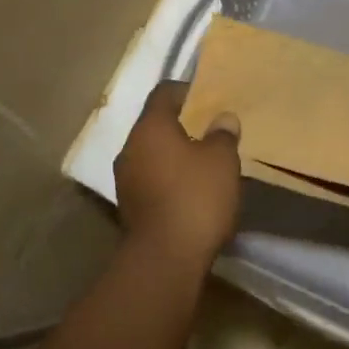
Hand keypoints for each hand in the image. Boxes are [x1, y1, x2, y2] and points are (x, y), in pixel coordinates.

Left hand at [114, 81, 242, 268]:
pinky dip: (168, 178)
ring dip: (174, 154)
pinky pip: (150, 179)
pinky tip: (190, 190)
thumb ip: (223, 134)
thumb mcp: (222, 161)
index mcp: (150, 127)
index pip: (164, 93)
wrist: (165, 258)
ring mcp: (125, 179)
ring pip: (152, 154)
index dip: (187, 90)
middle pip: (155, 124)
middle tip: (210, 131)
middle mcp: (130, 147)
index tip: (209, 98)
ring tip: (203, 163)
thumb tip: (222, 118)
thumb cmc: (196, 197)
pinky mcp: (129, 206)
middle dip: (182, 125)